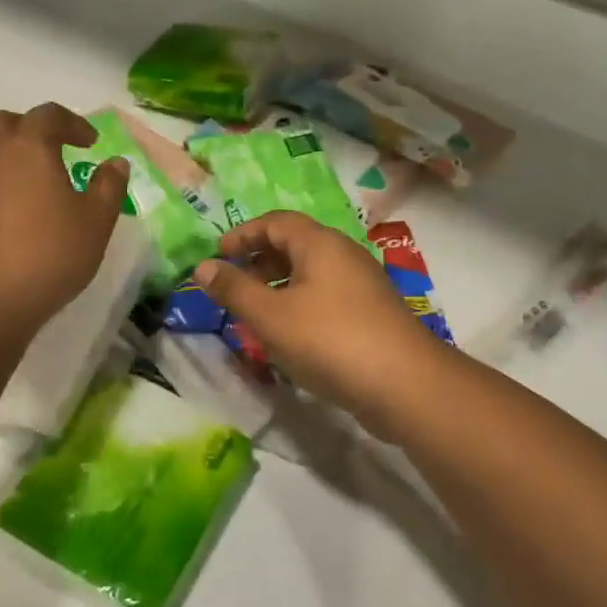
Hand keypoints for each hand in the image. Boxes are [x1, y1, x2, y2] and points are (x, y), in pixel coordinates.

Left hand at [0, 104, 129, 339]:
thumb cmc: (49, 254)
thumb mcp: (96, 222)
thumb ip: (108, 186)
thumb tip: (115, 163)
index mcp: (27, 147)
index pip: (48, 116)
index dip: (73, 123)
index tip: (91, 142)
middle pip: (3, 123)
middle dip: (30, 129)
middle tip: (54, 150)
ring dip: (6, 155)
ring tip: (30, 181)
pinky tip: (9, 214)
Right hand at [194, 211, 445, 435]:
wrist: (404, 384)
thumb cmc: (329, 340)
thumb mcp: (270, 316)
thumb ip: (234, 290)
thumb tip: (202, 267)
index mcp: (320, 244)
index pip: (276, 221)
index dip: (243, 234)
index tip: (217, 255)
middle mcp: (344, 255)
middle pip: (295, 244)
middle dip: (259, 260)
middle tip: (232, 286)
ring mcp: (362, 285)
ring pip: (311, 274)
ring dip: (278, 286)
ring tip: (255, 314)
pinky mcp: (371, 314)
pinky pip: (326, 297)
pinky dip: (300, 305)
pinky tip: (290, 337)